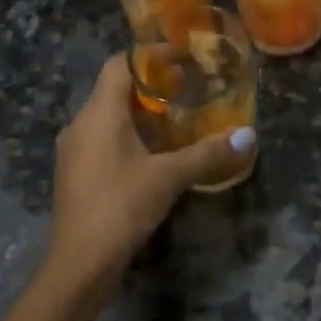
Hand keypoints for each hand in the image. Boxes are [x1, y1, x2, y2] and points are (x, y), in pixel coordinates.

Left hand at [44, 55, 255, 291]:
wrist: (79, 264)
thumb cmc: (121, 206)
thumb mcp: (169, 177)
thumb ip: (207, 154)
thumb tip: (248, 136)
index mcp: (98, 113)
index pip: (119, 64)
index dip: (150, 56)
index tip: (182, 59)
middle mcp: (80, 123)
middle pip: (113, 89)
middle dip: (150, 86)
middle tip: (186, 89)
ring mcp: (73, 150)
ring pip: (107, 116)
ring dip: (139, 113)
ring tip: (175, 119)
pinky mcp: (75, 173)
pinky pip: (102, 139)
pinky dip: (128, 135)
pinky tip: (152, 154)